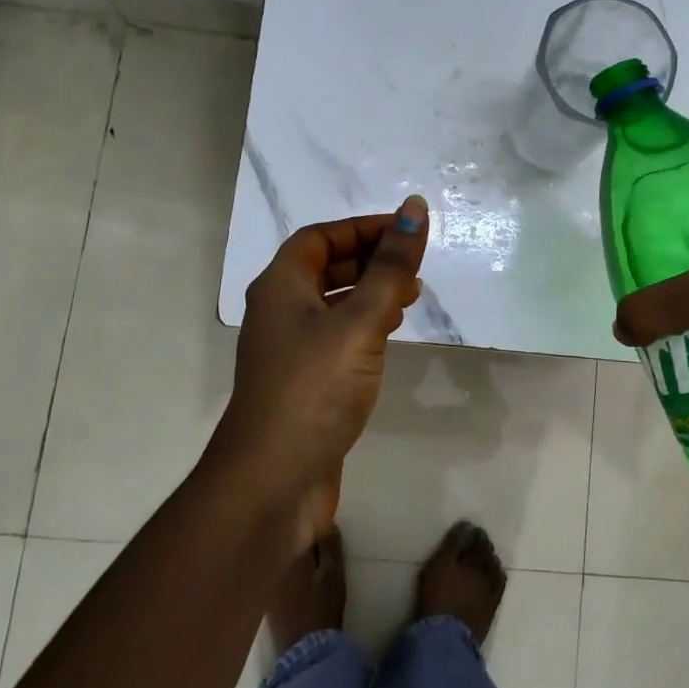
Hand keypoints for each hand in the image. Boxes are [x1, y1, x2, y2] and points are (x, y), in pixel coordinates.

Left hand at [215, 196, 429, 548]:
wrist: (274, 480)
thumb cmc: (315, 388)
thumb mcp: (359, 320)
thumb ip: (390, 267)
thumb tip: (414, 208)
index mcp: (280, 286)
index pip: (319, 237)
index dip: (362, 228)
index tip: (406, 231)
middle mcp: (279, 311)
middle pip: (324, 267)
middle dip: (370, 259)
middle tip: (414, 266)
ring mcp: (290, 350)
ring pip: (333, 303)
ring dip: (370, 292)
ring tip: (412, 296)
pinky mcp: (305, 382)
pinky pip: (337, 336)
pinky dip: (365, 325)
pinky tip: (390, 336)